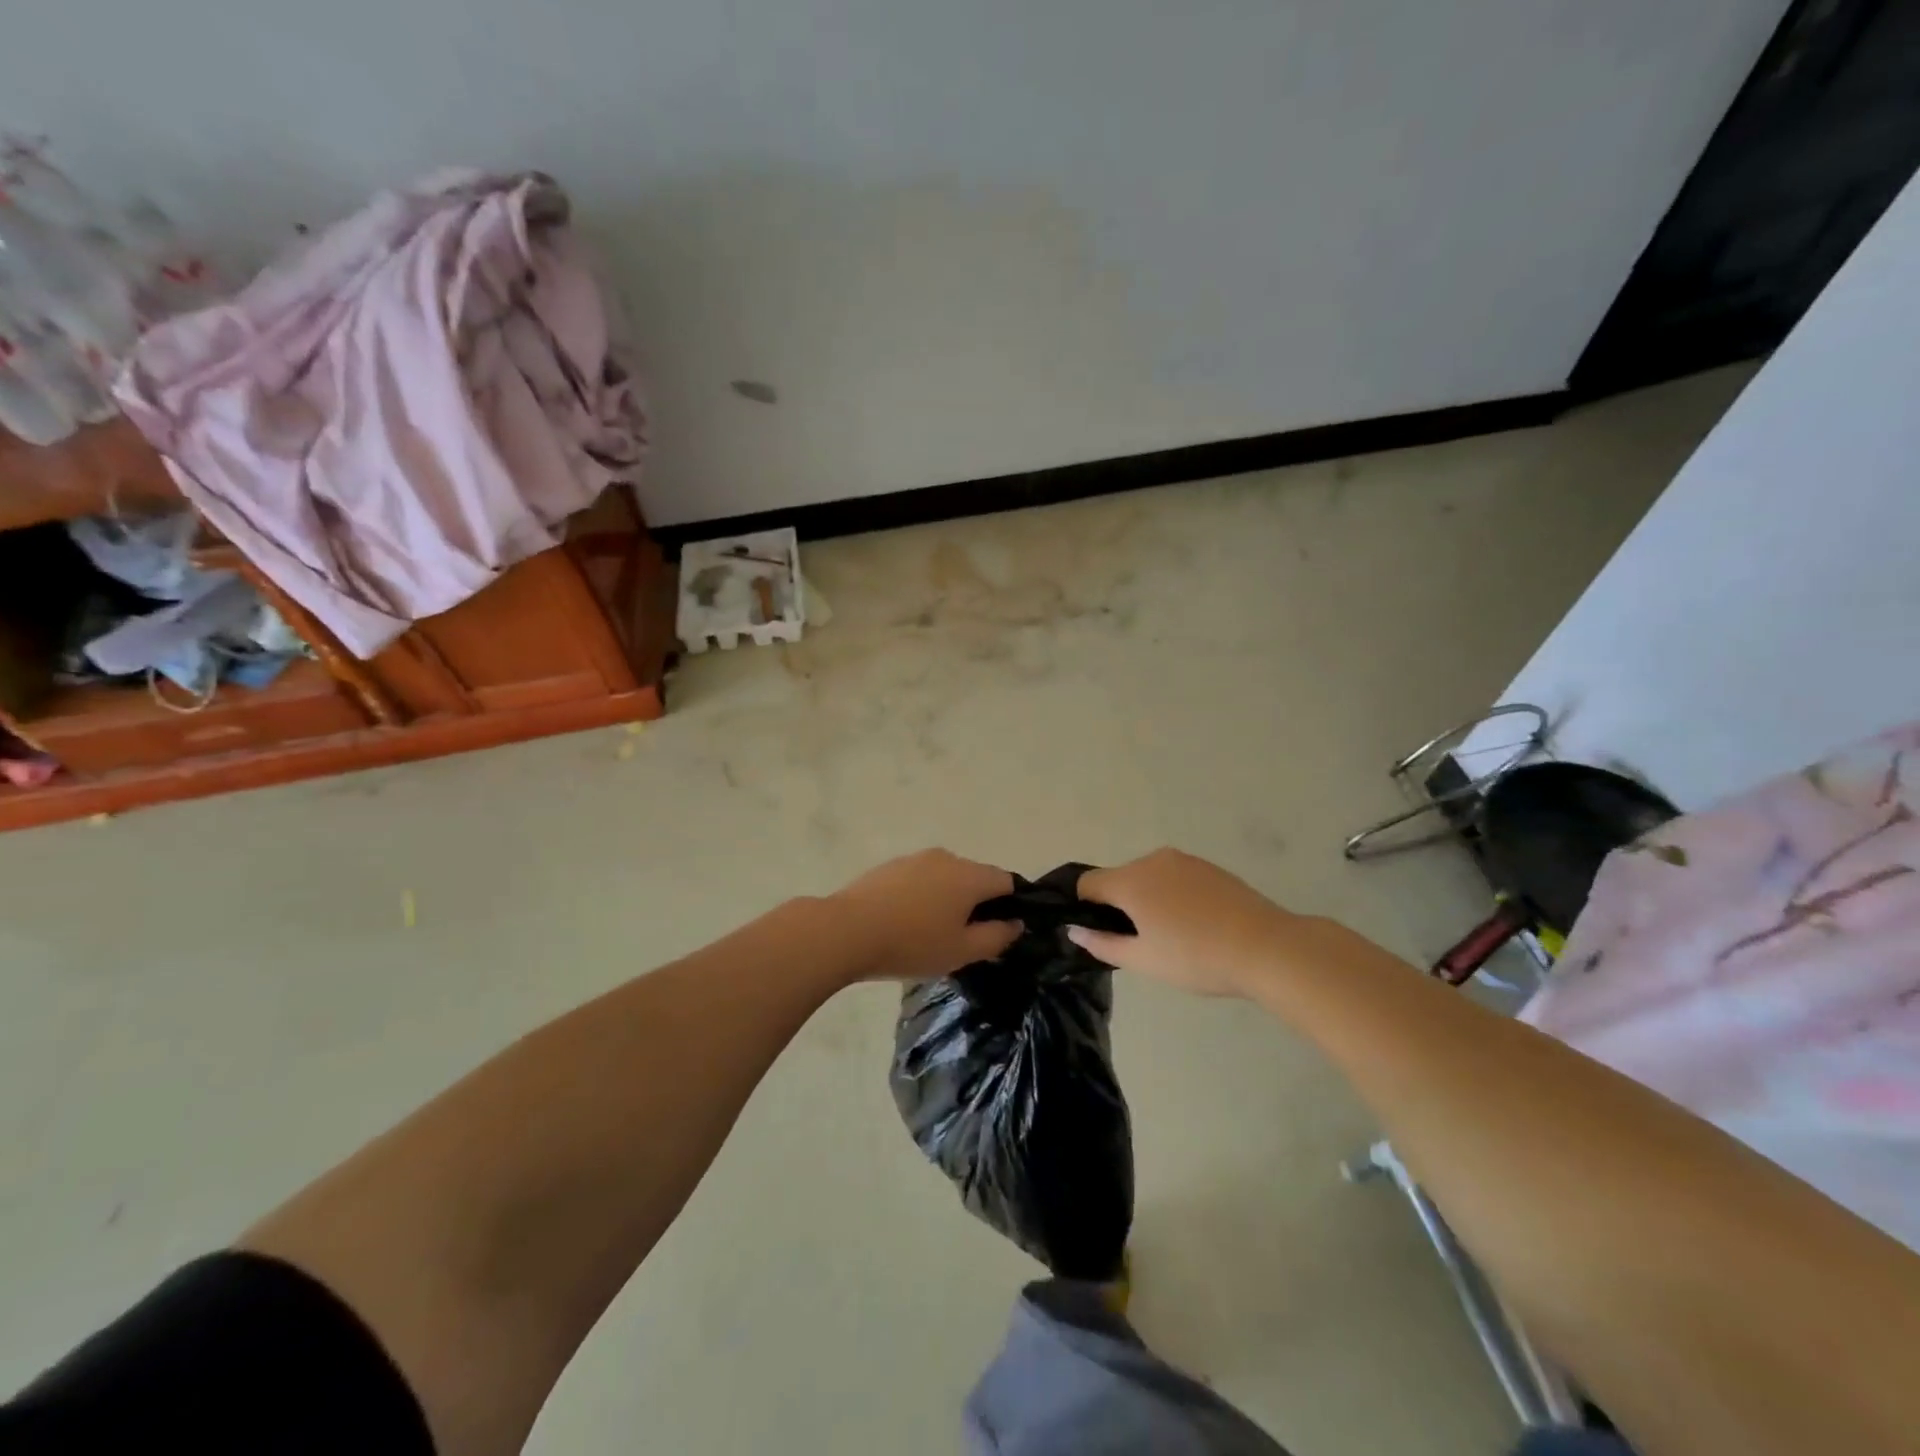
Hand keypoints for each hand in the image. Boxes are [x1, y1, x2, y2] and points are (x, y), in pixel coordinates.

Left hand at [829, 849, 1020, 982]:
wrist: (847, 930)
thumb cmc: (912, 943)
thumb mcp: (962, 951)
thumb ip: (997, 937)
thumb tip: (1015, 923)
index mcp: (970, 875)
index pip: (1006, 881)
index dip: (1011, 905)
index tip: (999, 932)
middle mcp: (947, 858)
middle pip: (975, 877)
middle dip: (977, 904)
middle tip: (964, 939)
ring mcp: (915, 858)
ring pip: (946, 878)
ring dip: (947, 900)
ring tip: (931, 933)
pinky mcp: (890, 866)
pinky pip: (920, 879)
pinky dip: (922, 897)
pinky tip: (906, 923)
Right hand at [1067, 847, 1311, 997]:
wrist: (1267, 947)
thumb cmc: (1197, 957)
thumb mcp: (1143, 960)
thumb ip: (1103, 943)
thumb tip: (1075, 930)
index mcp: (1130, 880)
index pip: (1087, 884)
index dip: (1085, 908)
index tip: (1101, 934)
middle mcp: (1152, 860)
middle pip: (1119, 878)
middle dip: (1120, 906)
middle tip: (1142, 943)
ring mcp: (1184, 860)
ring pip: (1148, 877)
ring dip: (1148, 900)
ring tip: (1174, 936)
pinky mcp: (1209, 867)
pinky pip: (1175, 877)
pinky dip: (1174, 896)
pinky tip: (1197, 924)